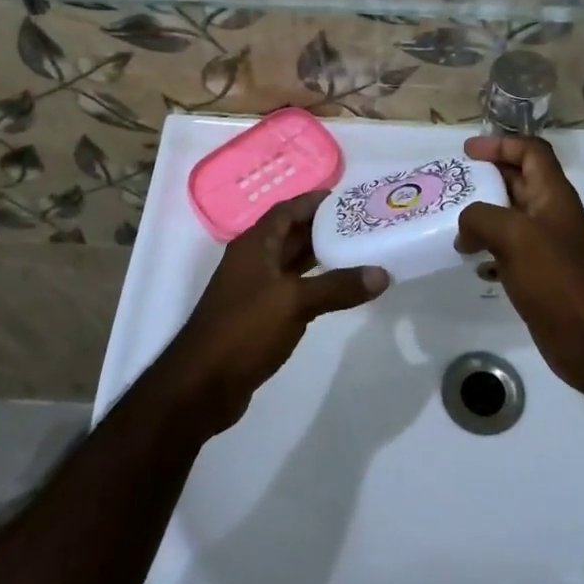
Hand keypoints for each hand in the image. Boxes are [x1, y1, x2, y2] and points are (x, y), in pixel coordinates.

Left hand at [161, 191, 388, 434]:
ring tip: (359, 252)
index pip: (287, 210)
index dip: (315, 201)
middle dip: (324, 227)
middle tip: (363, 224)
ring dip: (321, 256)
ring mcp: (254, 290)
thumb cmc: (244, 330)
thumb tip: (381, 274)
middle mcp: (253, 261)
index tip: (349, 198)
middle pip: (291, 234)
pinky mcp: (259, 317)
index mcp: (255, 246)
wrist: (202, 385)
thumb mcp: (295, 302)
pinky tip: (338, 290)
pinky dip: (315, 285)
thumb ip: (338, 286)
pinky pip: (292, 290)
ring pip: (292, 264)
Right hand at [456, 136, 583, 396]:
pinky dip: (485, 246)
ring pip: (509, 216)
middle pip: (518, 181)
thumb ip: (481, 218)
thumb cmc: (558, 280)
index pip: (531, 152)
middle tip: (450, 185)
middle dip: (485, 177)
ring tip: (449, 221)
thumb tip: (463, 228)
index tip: (467, 152)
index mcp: (553, 195)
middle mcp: (551, 215)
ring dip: (481, 214)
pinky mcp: (538, 275)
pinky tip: (467, 259)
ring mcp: (546, 246)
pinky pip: (507, 249)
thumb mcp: (515, 236)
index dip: (501, 144)